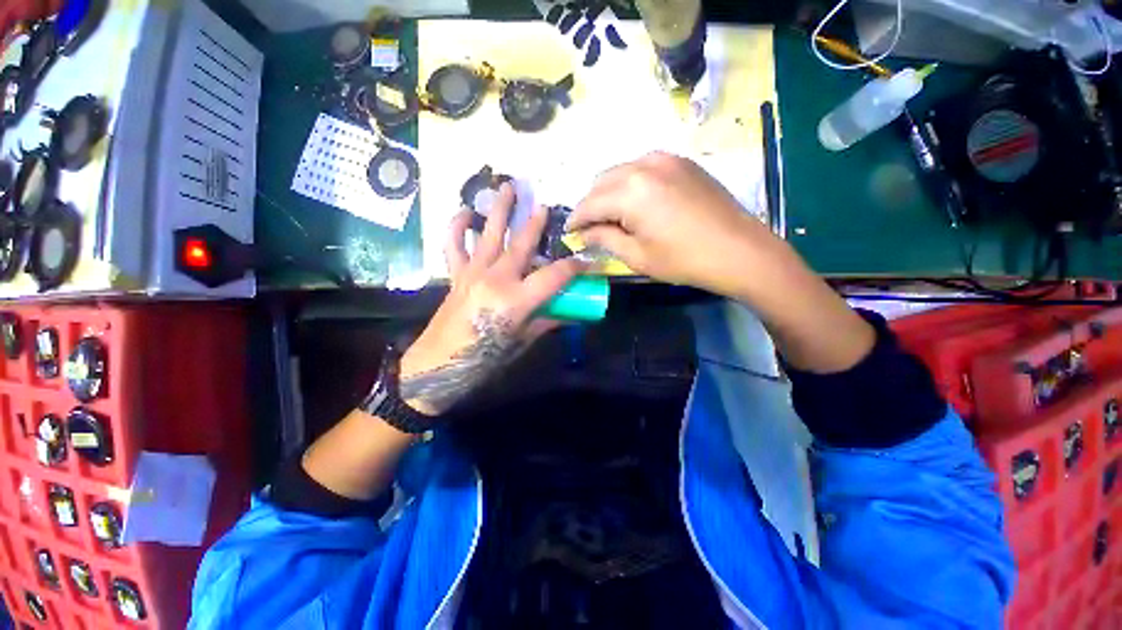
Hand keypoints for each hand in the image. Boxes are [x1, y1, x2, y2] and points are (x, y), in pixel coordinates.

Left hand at [400, 184, 584, 414]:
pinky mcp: (456, 275)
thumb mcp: (522, 342)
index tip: (588, 261)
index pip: (554, 276)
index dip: (574, 267)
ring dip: (500, 209)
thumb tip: (568, 312)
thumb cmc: (484, 360)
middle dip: (536, 223)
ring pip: (489, 234)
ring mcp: (473, 273)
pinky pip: (454, 245)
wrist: (437, 366)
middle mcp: (495, 279)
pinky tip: (466, 212)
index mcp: (516, 300)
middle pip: (521, 244)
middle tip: (547, 206)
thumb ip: (545, 322)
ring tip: (507, 187)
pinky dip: (457, 226)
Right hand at [566, 152, 776, 296]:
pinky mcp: (680, 161)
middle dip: (590, 205)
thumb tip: (584, 233)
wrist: (739, 250)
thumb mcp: (637, 256)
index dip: (575, 220)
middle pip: (601, 182)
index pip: (589, 203)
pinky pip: (642, 167)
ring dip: (608, 192)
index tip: (569, 233)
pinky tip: (634, 202)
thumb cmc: (684, 260)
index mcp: (630, 191)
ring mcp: (665, 158)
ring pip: (620, 171)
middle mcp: (643, 165)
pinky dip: (629, 183)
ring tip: (610, 216)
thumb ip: (604, 239)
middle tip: (589, 228)